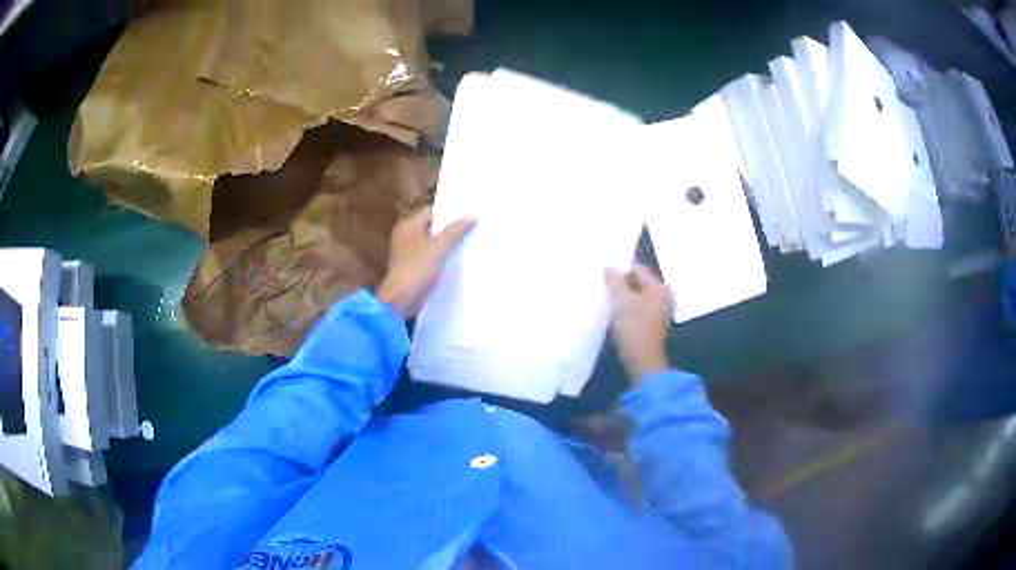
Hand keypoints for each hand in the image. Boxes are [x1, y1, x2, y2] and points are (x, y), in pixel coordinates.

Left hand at [377, 206, 475, 318]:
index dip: (450, 213)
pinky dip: (442, 257)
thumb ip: (456, 231)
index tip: (469, 214)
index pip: (432, 212)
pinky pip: (430, 257)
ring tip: (470, 242)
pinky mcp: (413, 267)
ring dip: (448, 244)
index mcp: (409, 225)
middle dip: (451, 229)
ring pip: (433, 243)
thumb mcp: (440, 247)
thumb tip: (472, 216)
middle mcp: (406, 236)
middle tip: (473, 228)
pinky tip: (458, 260)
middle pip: (433, 227)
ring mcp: (408, 253)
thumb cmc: (418, 268)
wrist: (401, 300)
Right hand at [605, 263, 672, 382]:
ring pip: (638, 296)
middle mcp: (663, 297)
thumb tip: (609, 267)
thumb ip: (615, 282)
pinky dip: (628, 308)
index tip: (604, 278)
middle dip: (622, 284)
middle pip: (639, 282)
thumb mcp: (622, 302)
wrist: (642, 361)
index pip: (638, 269)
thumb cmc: (634, 328)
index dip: (620, 271)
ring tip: (607, 300)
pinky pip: (639, 308)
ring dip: (624, 297)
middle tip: (603, 288)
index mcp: (659, 288)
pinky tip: (615, 313)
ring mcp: (660, 311)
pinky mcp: (653, 323)